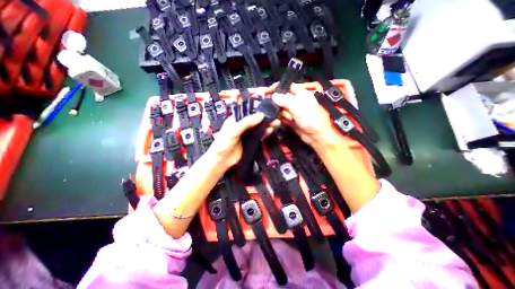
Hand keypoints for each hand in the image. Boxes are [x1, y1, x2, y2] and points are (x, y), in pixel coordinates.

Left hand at [208, 113, 281, 168]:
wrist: (222, 159)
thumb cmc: (223, 143)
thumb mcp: (234, 130)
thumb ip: (246, 122)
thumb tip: (260, 115)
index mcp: (235, 119)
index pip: (248, 112)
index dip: (257, 110)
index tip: (267, 109)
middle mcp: (241, 125)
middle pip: (255, 120)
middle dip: (264, 118)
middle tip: (274, 116)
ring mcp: (246, 134)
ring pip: (258, 128)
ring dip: (266, 125)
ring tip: (276, 122)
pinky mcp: (250, 141)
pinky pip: (259, 136)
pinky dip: (264, 133)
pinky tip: (270, 130)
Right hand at [270, 83, 337, 146]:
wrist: (315, 136)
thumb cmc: (310, 119)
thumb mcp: (297, 108)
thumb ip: (284, 100)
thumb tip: (273, 96)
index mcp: (301, 94)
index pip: (287, 86)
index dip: (278, 88)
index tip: (267, 92)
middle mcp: (296, 101)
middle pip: (282, 99)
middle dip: (280, 105)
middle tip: (283, 111)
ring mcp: (293, 111)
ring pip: (281, 109)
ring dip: (282, 114)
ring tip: (290, 119)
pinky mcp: (291, 119)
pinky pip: (282, 117)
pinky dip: (282, 119)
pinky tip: (287, 122)